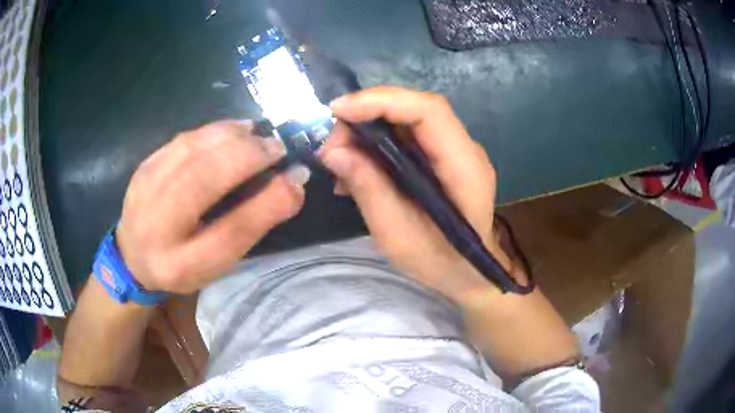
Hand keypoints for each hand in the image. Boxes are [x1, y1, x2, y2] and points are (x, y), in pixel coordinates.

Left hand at [116, 121, 308, 293]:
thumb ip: (252, 223)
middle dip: (247, 156)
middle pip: (203, 179)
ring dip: (231, 137)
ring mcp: (145, 189)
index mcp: (182, 263)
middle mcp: (157, 226)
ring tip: (257, 137)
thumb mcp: (218, 260)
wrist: (134, 255)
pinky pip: (183, 139)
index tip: (296, 176)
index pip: (230, 233)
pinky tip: (232, 131)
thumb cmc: (183, 264)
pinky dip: (213, 130)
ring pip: (192, 150)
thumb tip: (292, 183)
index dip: (268, 201)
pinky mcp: (144, 166)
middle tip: (277, 148)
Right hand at [319, 87, 513, 302]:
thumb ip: (369, 190)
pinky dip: (375, 144)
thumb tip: (333, 151)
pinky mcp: (441, 158)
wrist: (468, 273)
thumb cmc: (440, 263)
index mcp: (464, 168)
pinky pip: (406, 137)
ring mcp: (454, 151)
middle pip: (415, 108)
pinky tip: (355, 167)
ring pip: (406, 119)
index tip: (338, 111)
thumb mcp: (398, 236)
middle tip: (331, 142)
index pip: (429, 112)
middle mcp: (464, 149)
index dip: (382, 101)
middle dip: (367, 114)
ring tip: (337, 156)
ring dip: (367, 129)